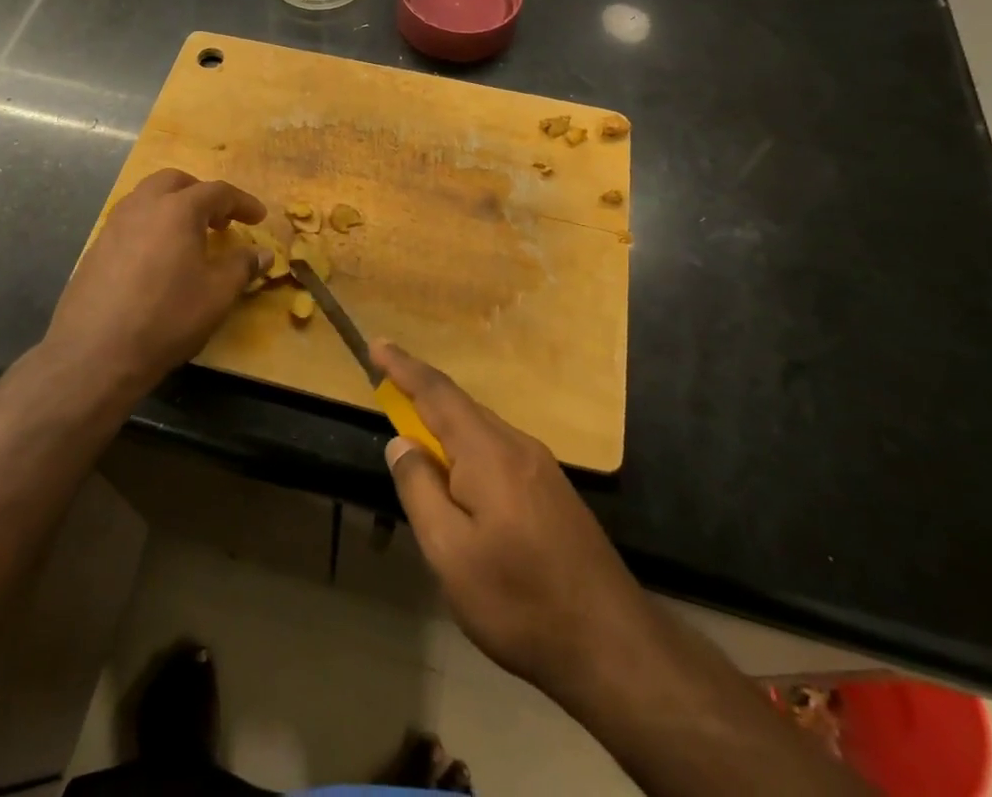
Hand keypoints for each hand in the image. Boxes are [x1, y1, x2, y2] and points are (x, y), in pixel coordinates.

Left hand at [45, 169, 268, 391]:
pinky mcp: (95, 248)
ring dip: (173, 206)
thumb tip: (262, 253)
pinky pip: (130, 221)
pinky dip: (151, 226)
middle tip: (220, 220)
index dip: (242, 202)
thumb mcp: (217, 295)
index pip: (217, 192)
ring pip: (147, 197)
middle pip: (176, 182)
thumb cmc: (166, 317)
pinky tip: (157, 259)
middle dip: (202, 194)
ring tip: (188, 237)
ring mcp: (114, 225)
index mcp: (177, 209)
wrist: (95, 353)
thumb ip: (242, 266)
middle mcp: (143, 206)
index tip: (259, 217)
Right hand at [375, 341, 647, 704]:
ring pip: (481, 430)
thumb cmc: (520, 601)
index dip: (403, 367)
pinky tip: (462, 485)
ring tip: (419, 448)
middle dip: (421, 397)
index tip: (376, 345)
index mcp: (488, 452)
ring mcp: (541, 467)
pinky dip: (468, 451)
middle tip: (387, 395)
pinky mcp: (554, 491)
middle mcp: (517, 445)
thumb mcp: (450, 554)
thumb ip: (420, 490)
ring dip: (445, 427)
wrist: (615, 646)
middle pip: (460, 407)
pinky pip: (498, 452)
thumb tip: (401, 443)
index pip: (436, 393)